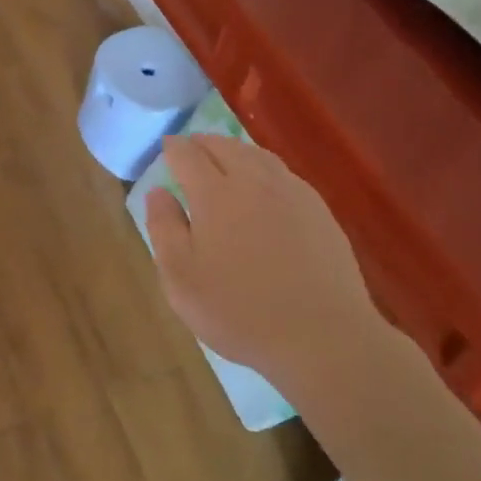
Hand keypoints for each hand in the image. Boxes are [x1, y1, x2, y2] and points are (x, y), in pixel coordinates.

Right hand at [145, 134, 372, 383]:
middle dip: (202, 143)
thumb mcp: (181, 278)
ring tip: (223, 159)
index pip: (188, 154)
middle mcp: (254, 181)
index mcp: (215, 193)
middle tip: (190, 150)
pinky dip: (263, 167)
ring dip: (234, 150)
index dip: (173, 148)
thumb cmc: (239, 311)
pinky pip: (283, 173)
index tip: (166, 148)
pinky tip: (263, 186)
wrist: (323, 337)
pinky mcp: (319, 210)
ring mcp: (292, 192)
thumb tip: (158, 191)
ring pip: (257, 155)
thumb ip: (164, 228)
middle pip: (224, 146)